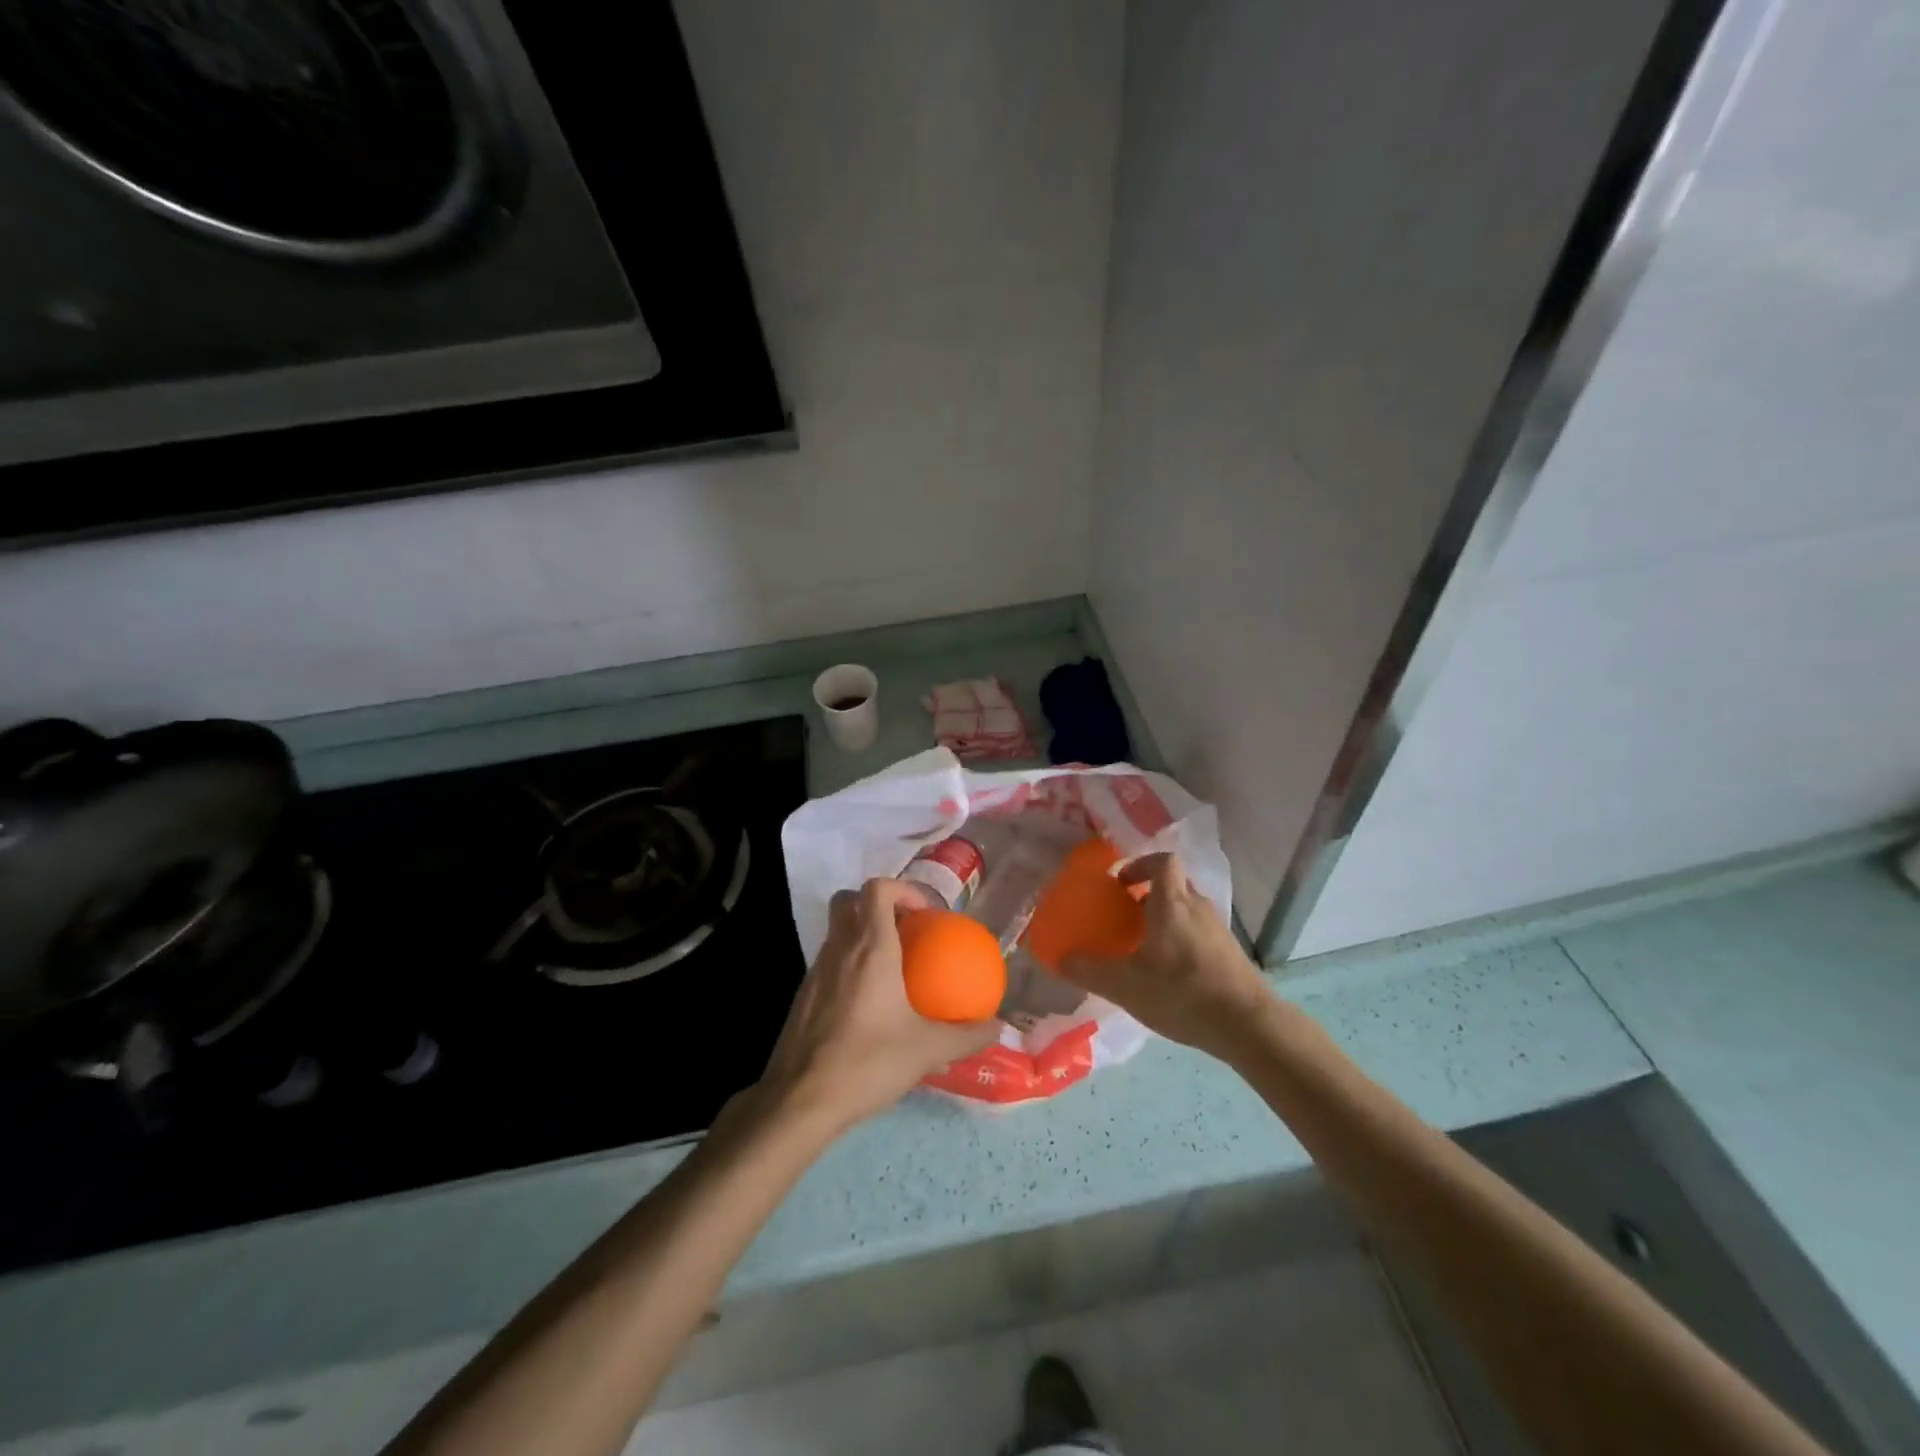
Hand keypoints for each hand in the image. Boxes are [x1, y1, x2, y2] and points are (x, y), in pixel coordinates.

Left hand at [760, 878, 999, 1133]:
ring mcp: (815, 971)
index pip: (878, 889)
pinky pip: (829, 962)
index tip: (925, 914)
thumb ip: (966, 1036)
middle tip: (905, 932)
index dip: (903, 889)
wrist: (800, 1100)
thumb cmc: (867, 1062)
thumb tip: (996, 1027)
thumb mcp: (926, 1050)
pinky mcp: (802, 996)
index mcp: (870, 948)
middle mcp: (839, 948)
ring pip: (837, 931)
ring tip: (892, 969)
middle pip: (849, 900)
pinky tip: (867, 1004)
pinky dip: (848, 966)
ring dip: (862, 936)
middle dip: (877, 905)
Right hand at [1058, 852, 1272, 1060]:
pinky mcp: (1230, 953)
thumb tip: (1061, 958)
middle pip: (1173, 884)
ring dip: (1165, 919)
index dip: (1140, 865)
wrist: (1248, 1025)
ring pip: (1187, 910)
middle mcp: (1198, 907)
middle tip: (1125, 916)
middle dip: (1148, 894)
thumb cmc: (1182, 992)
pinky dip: (1182, 941)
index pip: (1162, 861)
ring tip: (1143, 948)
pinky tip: (1169, 974)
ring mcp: (1218, 930)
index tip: (1120, 884)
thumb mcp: (1126, 985)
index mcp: (1172, 903)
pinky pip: (1200, 933)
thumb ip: (1090, 970)